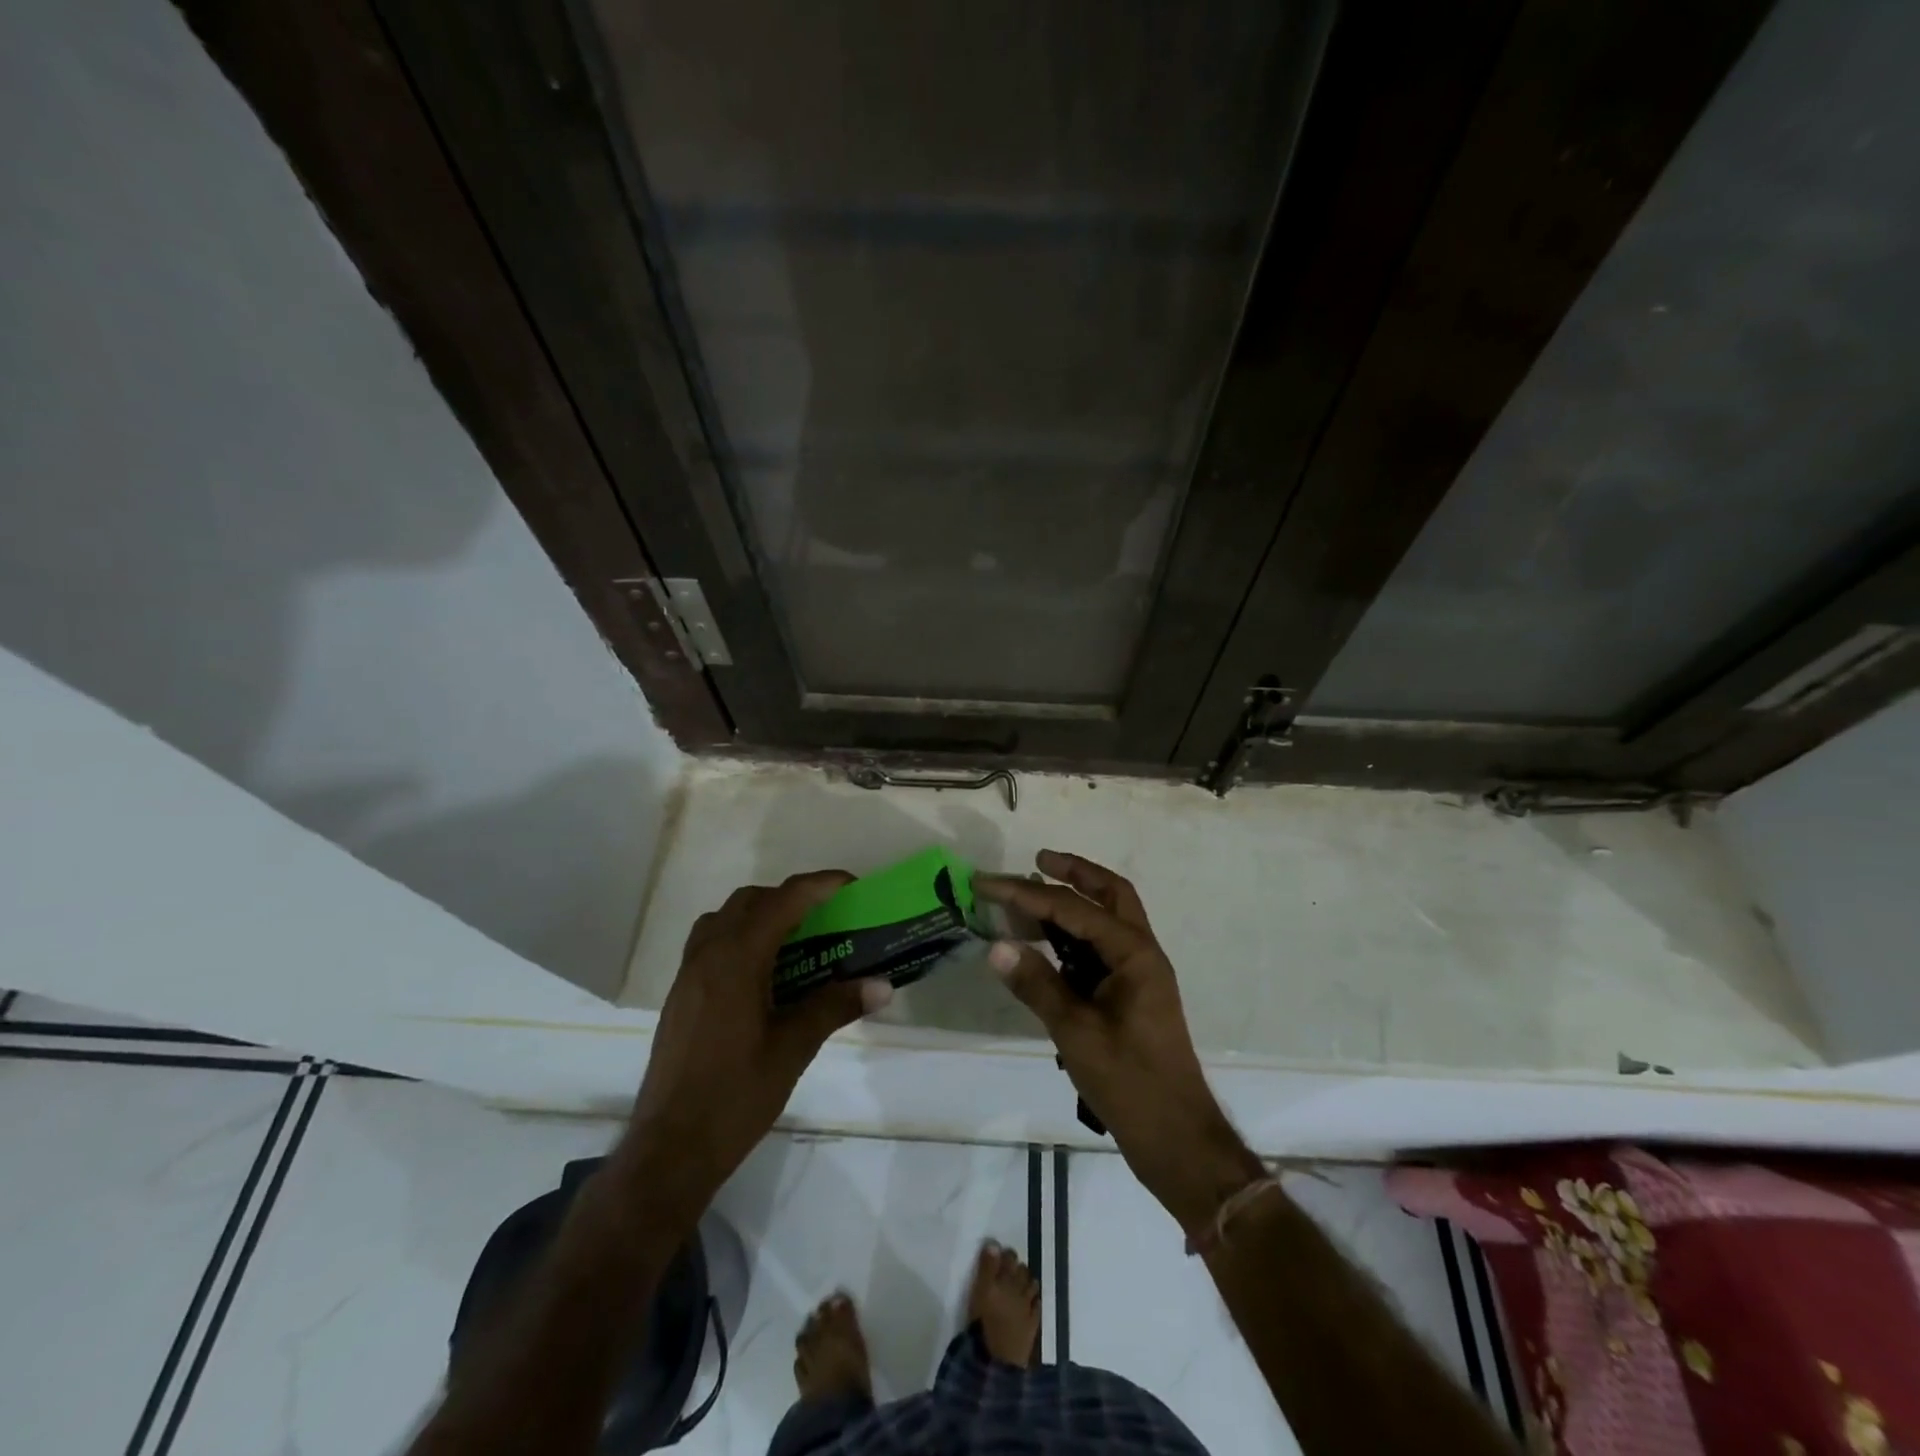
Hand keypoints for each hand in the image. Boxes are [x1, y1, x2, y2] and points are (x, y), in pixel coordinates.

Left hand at [617, 873, 890, 1226]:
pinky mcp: (680, 994)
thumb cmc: (735, 1096)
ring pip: (726, 918)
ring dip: (762, 914)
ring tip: (795, 941)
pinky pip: (711, 942)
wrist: (670, 1148)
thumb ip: (835, 1007)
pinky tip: (762, 974)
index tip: (853, 886)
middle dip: (792, 897)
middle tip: (827, 917)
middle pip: (751, 900)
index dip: (820, 885)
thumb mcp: (793, 1049)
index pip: (783, 900)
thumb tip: (882, 986)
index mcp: (737, 960)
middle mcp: (708, 954)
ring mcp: (688, 973)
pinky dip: (740, 937)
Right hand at [977, 852, 1262, 1230]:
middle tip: (1036, 860)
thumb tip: (996, 946)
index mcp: (1134, 954)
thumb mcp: (1076, 1033)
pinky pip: (1102, 948)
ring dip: (1074, 901)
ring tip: (1031, 897)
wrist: (1177, 1139)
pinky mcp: (1131, 996)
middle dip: (1074, 872)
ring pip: (1108, 919)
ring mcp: (1140, 975)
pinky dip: (1075, 935)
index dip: (1027, 893)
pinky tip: (1047, 944)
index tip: (987, 883)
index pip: (1073, 908)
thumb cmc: (1130, 1083)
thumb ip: (1036, 984)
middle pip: (1110, 894)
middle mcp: (1142, 953)